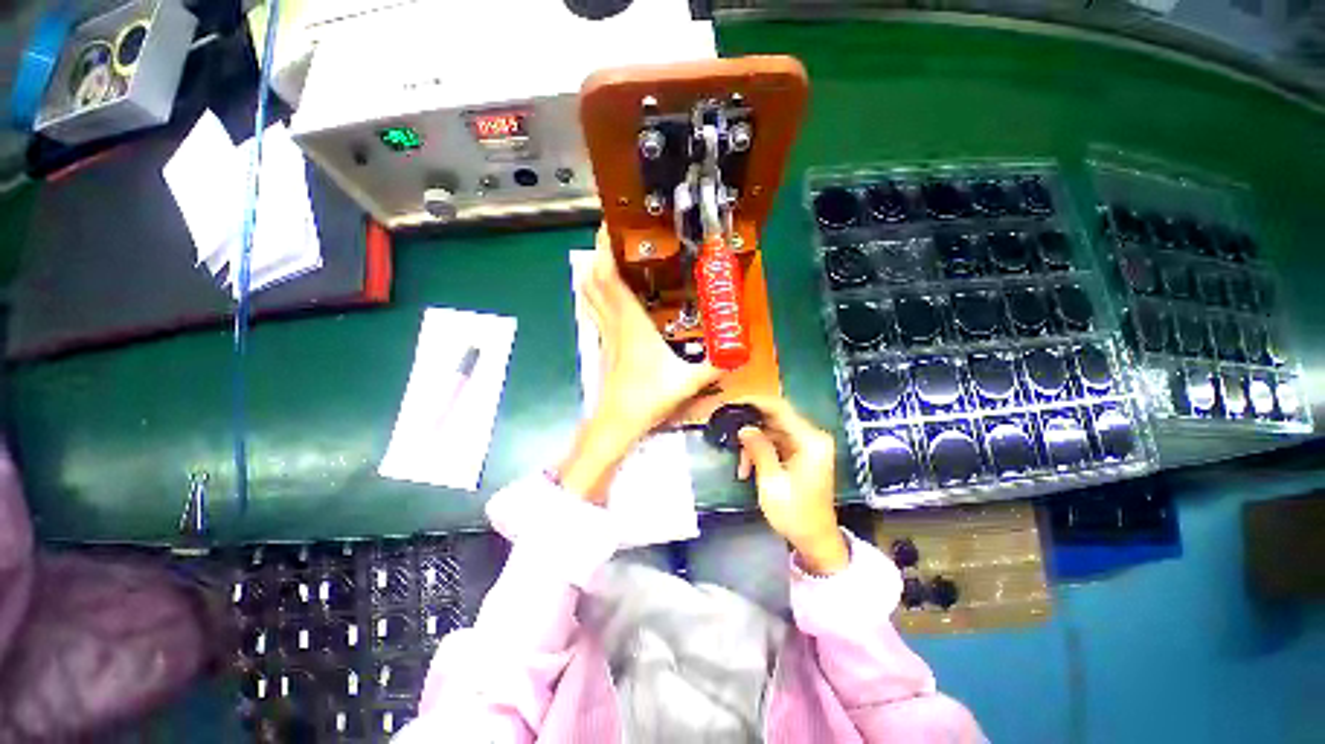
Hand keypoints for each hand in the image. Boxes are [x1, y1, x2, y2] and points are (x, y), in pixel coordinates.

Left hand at [559, 228, 721, 501]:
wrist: (618, 422)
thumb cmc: (648, 397)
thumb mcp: (688, 380)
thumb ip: (715, 365)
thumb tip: (738, 353)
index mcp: (631, 323)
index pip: (609, 278)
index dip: (604, 249)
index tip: (608, 226)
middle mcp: (613, 323)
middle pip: (594, 280)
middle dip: (598, 253)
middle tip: (611, 235)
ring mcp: (605, 334)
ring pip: (590, 295)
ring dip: (594, 272)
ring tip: (607, 256)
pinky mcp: (604, 345)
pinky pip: (595, 311)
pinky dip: (597, 295)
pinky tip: (607, 293)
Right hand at [735, 396, 847, 574]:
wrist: (816, 542)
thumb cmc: (796, 514)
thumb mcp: (772, 482)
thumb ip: (759, 450)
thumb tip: (743, 428)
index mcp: (811, 440)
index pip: (780, 408)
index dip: (754, 402)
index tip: (731, 403)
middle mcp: (811, 437)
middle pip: (775, 418)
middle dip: (750, 426)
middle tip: (727, 430)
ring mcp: (807, 445)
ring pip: (772, 431)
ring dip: (754, 443)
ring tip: (740, 464)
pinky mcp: (800, 454)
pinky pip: (776, 442)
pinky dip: (760, 451)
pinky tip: (747, 467)